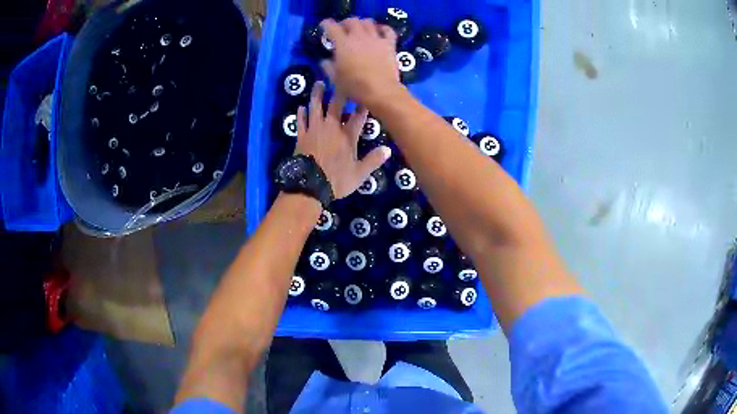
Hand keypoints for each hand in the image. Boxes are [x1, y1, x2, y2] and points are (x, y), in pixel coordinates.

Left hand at [295, 81, 391, 198]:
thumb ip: (373, 160)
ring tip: (319, 83)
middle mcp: (331, 128)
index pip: (358, 116)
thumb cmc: (336, 180)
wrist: (309, 186)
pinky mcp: (301, 136)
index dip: (362, 105)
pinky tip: (301, 107)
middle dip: (339, 91)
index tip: (365, 94)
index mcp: (347, 136)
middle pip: (336, 105)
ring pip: (316, 108)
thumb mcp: (359, 174)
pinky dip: (301, 114)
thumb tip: (388, 149)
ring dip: (317, 95)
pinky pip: (301, 121)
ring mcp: (314, 130)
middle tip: (340, 79)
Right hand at [320, 18, 403, 108]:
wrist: (380, 91)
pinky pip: (387, 30)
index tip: (324, 25)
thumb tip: (325, 61)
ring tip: (360, 30)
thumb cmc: (355, 86)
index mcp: (343, 44)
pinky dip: (383, 28)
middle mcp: (358, 37)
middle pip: (351, 21)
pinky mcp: (389, 44)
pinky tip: (380, 31)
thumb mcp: (336, 79)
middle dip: (345, 23)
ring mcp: (375, 39)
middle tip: (343, 29)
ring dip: (362, 23)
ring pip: (368, 22)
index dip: (326, 24)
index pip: (332, 27)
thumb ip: (328, 67)